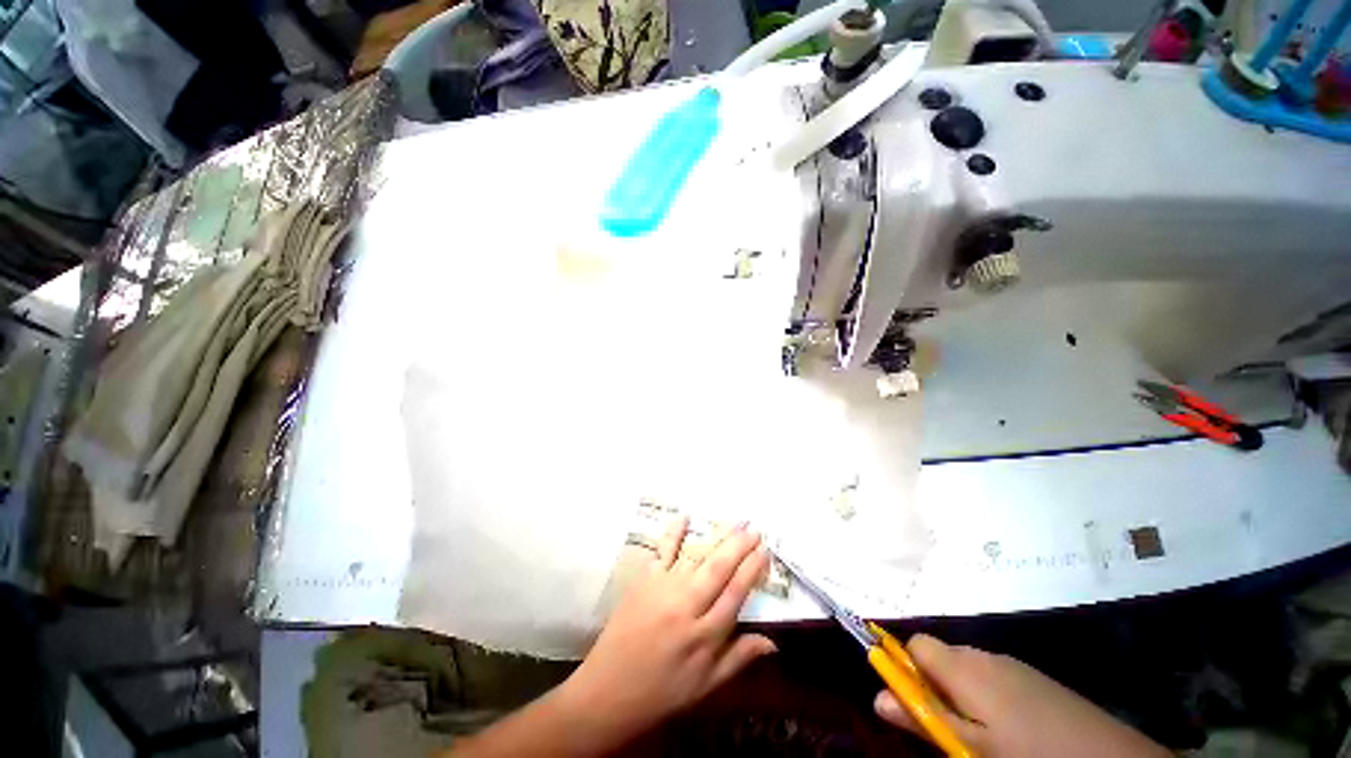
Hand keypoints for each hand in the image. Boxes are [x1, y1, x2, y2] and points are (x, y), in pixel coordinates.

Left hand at [558, 517, 776, 748]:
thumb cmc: (662, 692)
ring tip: (734, 521)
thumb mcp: (706, 686)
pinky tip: (685, 516)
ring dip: (717, 536)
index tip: (765, 551)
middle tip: (754, 529)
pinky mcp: (644, 580)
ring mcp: (663, 588)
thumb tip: (773, 643)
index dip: (752, 569)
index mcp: (705, 636)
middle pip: (718, 568)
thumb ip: (739, 658)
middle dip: (739, 545)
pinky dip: (674, 532)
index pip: (735, 593)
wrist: (608, 691)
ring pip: (696, 555)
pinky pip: (662, 551)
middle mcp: (686, 606)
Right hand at [874, 634, 1168, 757]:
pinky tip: (1008, 728)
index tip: (911, 700)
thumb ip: (922, 718)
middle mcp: (984, 655)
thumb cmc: (1027, 754)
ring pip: (967, 667)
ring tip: (977, 733)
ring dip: (960, 692)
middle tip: (945, 726)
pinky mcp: (1036, 678)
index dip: (905, 667)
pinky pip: (995, 676)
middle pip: (940, 655)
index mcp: (964, 666)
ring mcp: (1014, 665)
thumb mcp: (970, 747)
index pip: (915, 644)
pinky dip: (987, 695)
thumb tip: (877, 697)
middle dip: (933, 684)